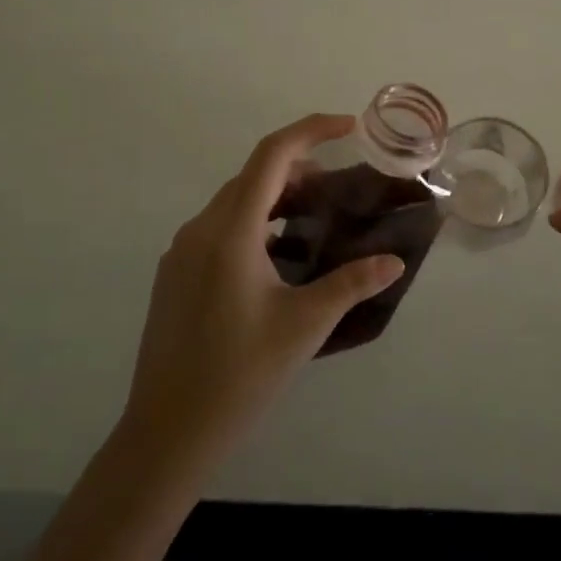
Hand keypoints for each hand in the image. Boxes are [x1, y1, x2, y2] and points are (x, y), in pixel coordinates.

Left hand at [117, 114, 406, 489]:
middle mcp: (200, 229)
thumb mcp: (304, 326)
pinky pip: (220, 227)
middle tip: (341, 186)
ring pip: (236, 201)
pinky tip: (279, 256)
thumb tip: (394, 261)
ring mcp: (182, 251)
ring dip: (277, 196)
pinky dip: (255, 222)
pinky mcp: (175, 274)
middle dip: (300, 167)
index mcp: (230, 232)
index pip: (272, 155)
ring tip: (316, 217)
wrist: (166, 433)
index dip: (311, 130)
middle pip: (254, 174)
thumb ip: (351, 284)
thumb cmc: (239, 375)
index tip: (348, 126)